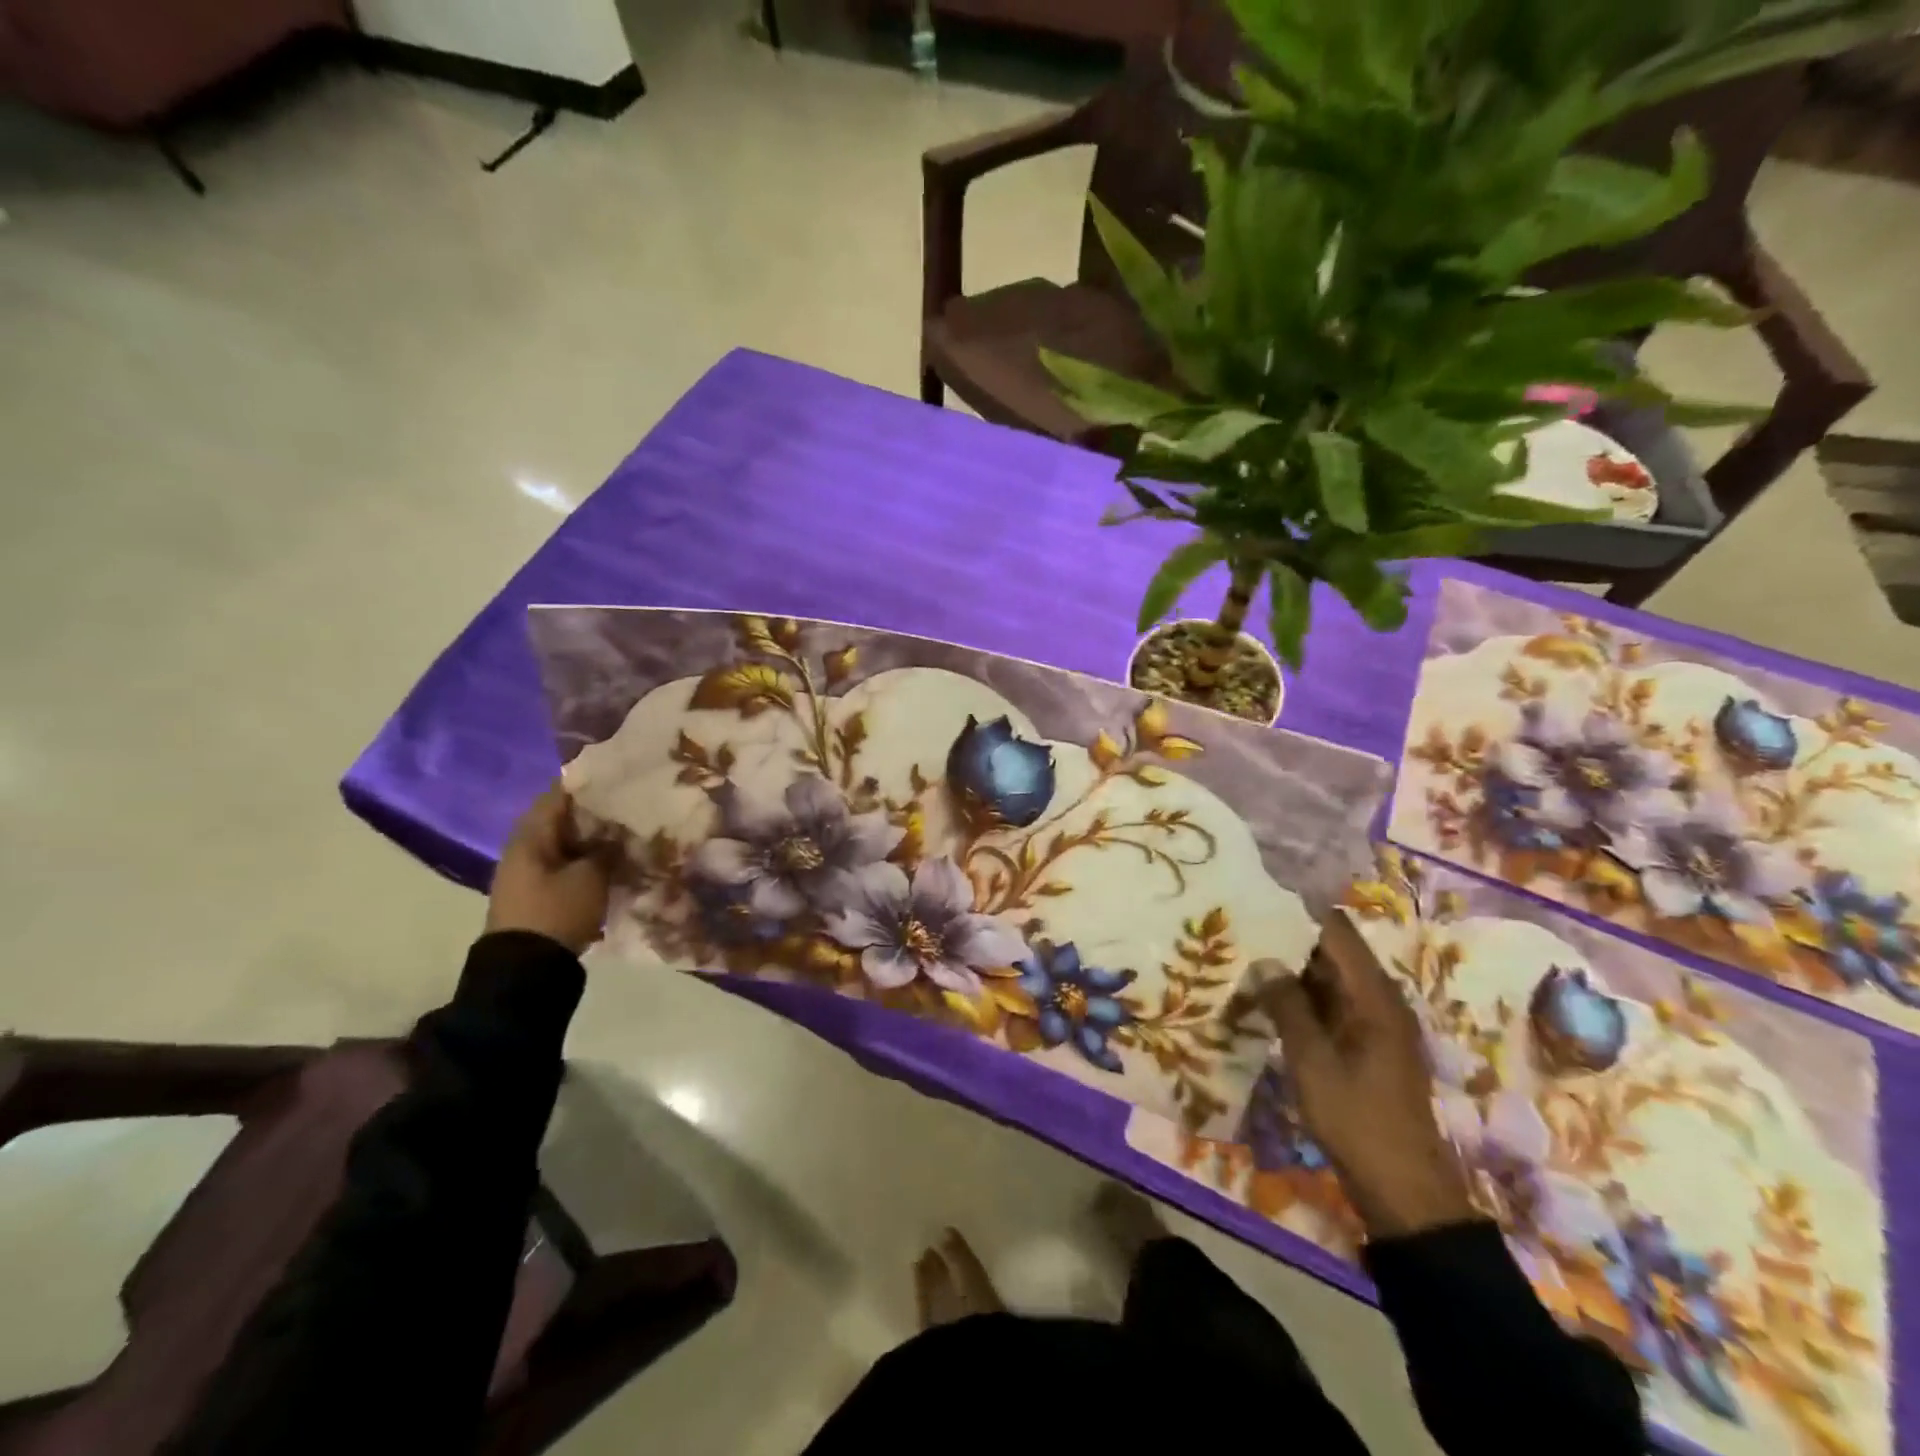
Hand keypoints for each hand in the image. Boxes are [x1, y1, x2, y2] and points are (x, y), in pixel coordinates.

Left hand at [485, 785, 615, 954]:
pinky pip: (564, 866)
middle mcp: (523, 848)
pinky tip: (612, 863)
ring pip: (565, 844)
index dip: (588, 784)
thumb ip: (606, 849)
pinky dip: (586, 860)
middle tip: (631, 808)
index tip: (619, 779)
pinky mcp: (536, 895)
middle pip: (562, 819)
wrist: (525, 970)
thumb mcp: (591, 876)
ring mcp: (527, 873)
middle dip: (595, 814)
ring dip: (592, 839)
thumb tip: (617, 835)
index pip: (558, 794)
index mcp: (530, 836)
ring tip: (627, 835)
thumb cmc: (556, 911)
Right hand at [1257, 913, 1476, 1239]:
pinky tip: (1266, 998)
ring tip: (1245, 956)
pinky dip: (1301, 997)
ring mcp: (1374, 1024)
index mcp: (1374, 996)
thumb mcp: (1312, 1061)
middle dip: (1289, 939)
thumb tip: (1263, 960)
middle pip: (1333, 953)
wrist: (1403, 1189)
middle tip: (1241, 928)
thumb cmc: (1358, 1119)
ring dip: (1292, 970)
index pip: (1336, 933)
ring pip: (1329, 980)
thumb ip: (1287, 1006)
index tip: (1259, 898)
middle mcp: (1379, 1001)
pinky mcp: (1366, 1045)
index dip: (1299, 912)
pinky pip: (1331, 1005)